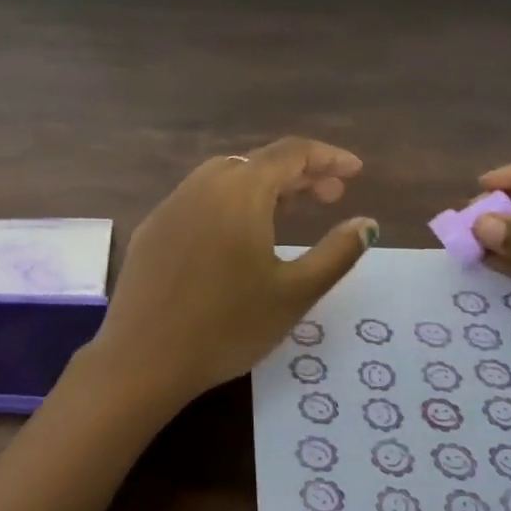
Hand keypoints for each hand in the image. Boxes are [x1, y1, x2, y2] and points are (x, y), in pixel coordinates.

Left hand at [78, 137, 377, 414]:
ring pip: (224, 177)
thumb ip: (337, 252)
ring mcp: (171, 204)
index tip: (356, 171)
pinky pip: (198, 198)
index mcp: (241, 191)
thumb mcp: (295, 293)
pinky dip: (228, 202)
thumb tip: (367, 223)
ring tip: (288, 211)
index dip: (328, 157)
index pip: (291, 153)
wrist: (144, 357)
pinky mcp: (152, 227)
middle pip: (257, 162)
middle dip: (298, 173)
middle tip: (331, 197)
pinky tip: (236, 235)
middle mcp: (202, 184)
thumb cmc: (228, 326)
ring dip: (261, 185)